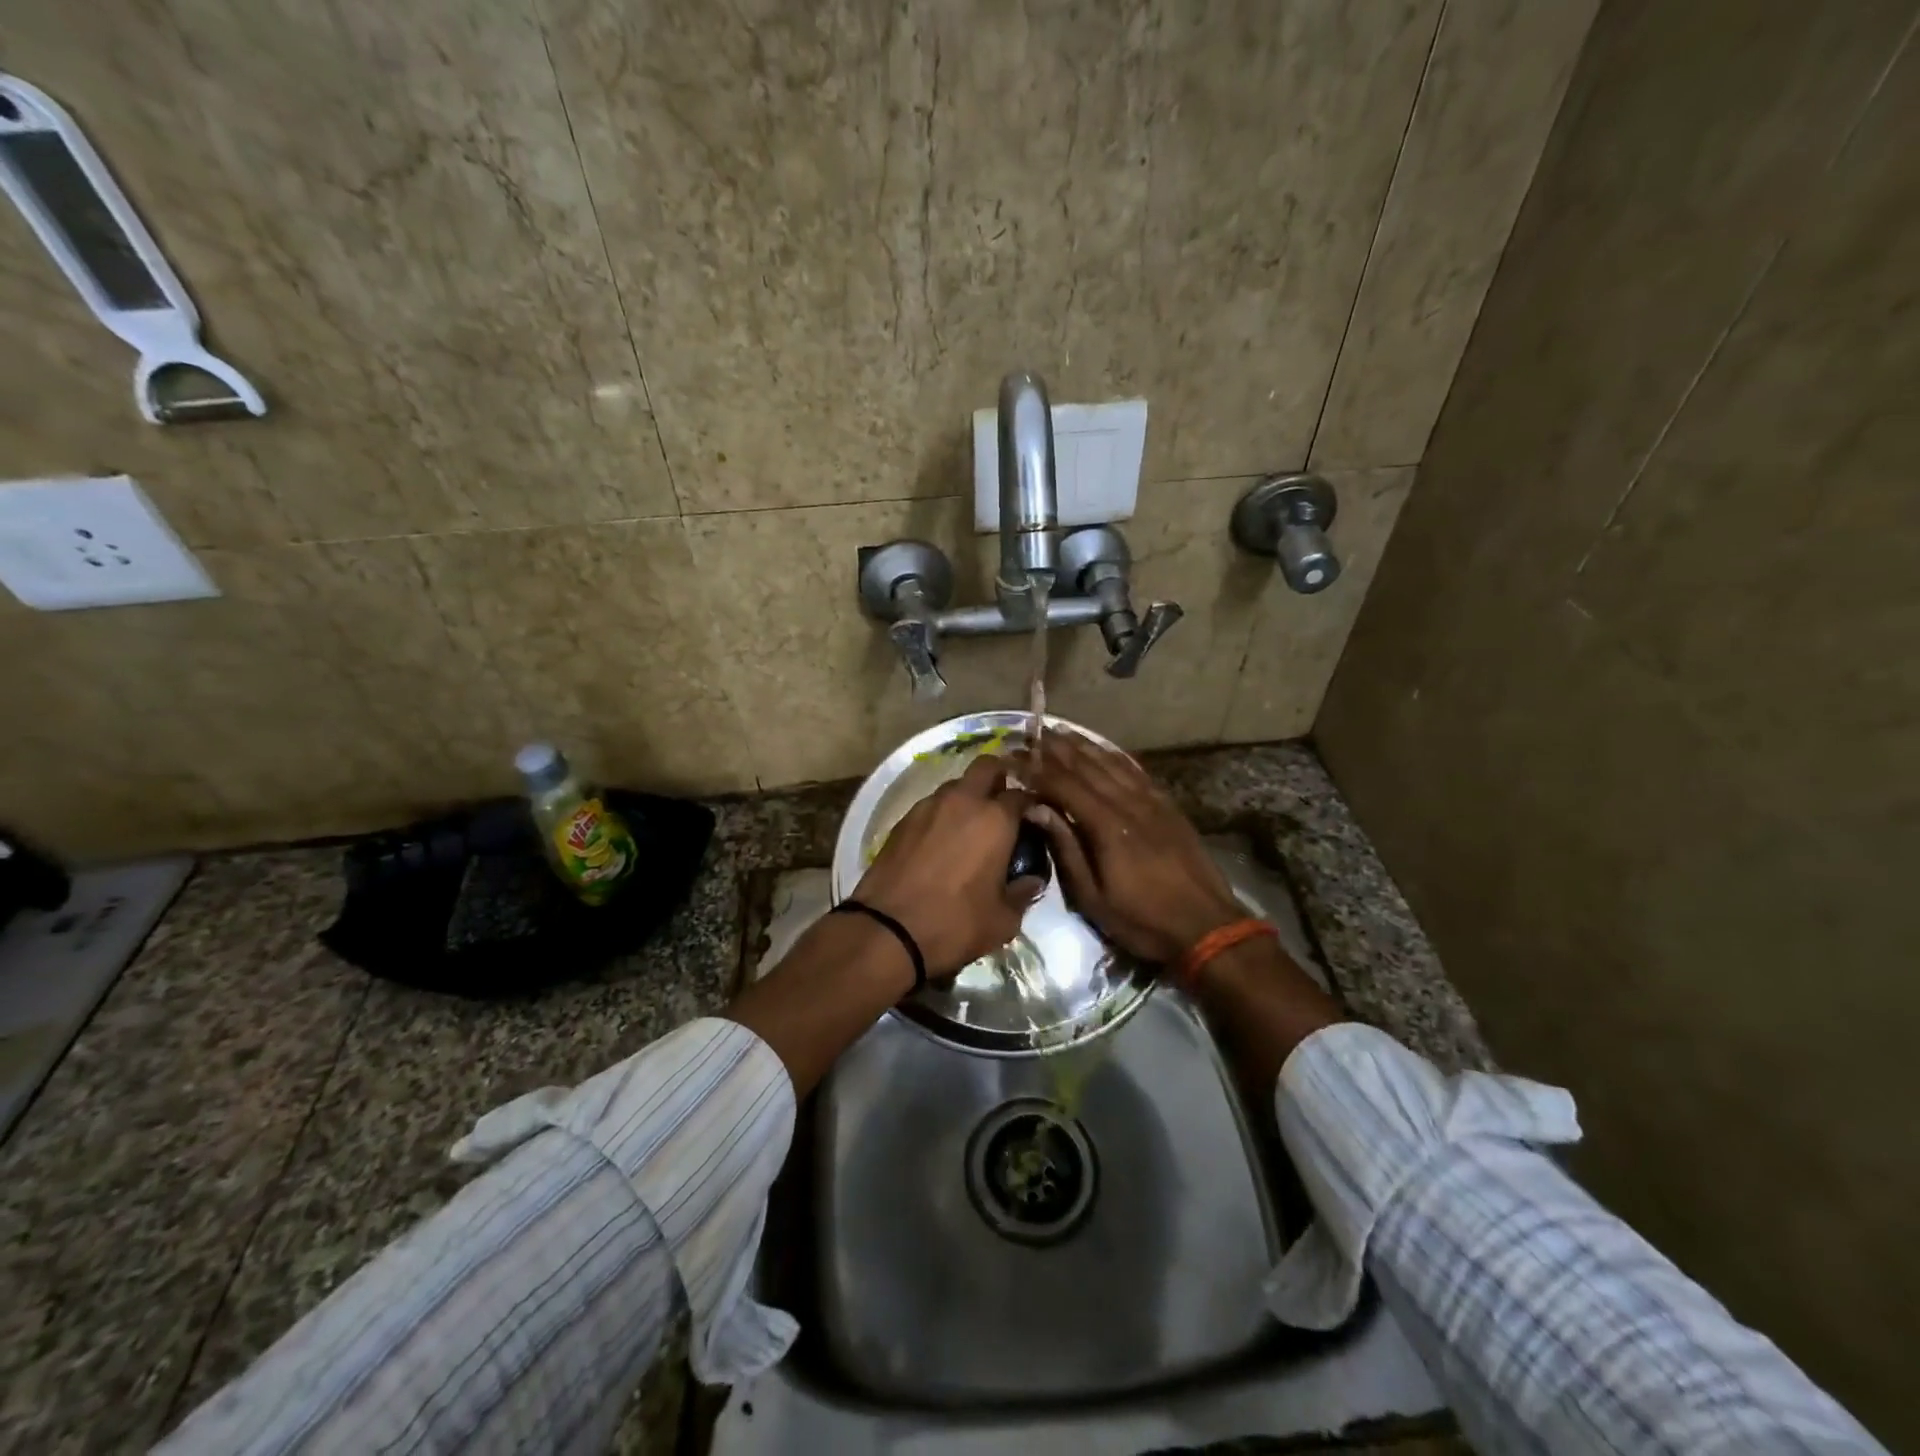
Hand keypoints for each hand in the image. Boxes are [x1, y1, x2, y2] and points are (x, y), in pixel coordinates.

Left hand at [852, 755, 1043, 980]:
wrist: (887, 930)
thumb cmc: (955, 923)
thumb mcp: (1003, 920)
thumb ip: (1023, 893)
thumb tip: (1032, 880)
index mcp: (995, 819)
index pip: (1023, 795)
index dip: (1031, 807)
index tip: (1034, 822)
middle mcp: (963, 800)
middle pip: (987, 766)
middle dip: (999, 778)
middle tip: (1003, 807)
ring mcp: (928, 806)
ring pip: (956, 785)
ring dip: (968, 797)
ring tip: (970, 828)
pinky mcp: (903, 820)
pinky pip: (931, 805)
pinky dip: (942, 815)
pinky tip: (942, 842)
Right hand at [1021, 732, 1242, 963]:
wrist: (1206, 926)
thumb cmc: (1143, 920)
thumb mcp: (1094, 897)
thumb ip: (1066, 849)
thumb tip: (1038, 809)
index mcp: (1107, 827)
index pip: (1064, 786)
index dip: (1036, 770)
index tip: (1013, 758)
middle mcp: (1129, 804)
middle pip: (1088, 767)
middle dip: (1057, 749)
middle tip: (1033, 734)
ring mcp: (1152, 802)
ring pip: (1113, 764)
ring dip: (1085, 746)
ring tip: (1061, 732)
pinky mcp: (1168, 806)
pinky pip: (1137, 772)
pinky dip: (1116, 756)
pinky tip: (1104, 749)